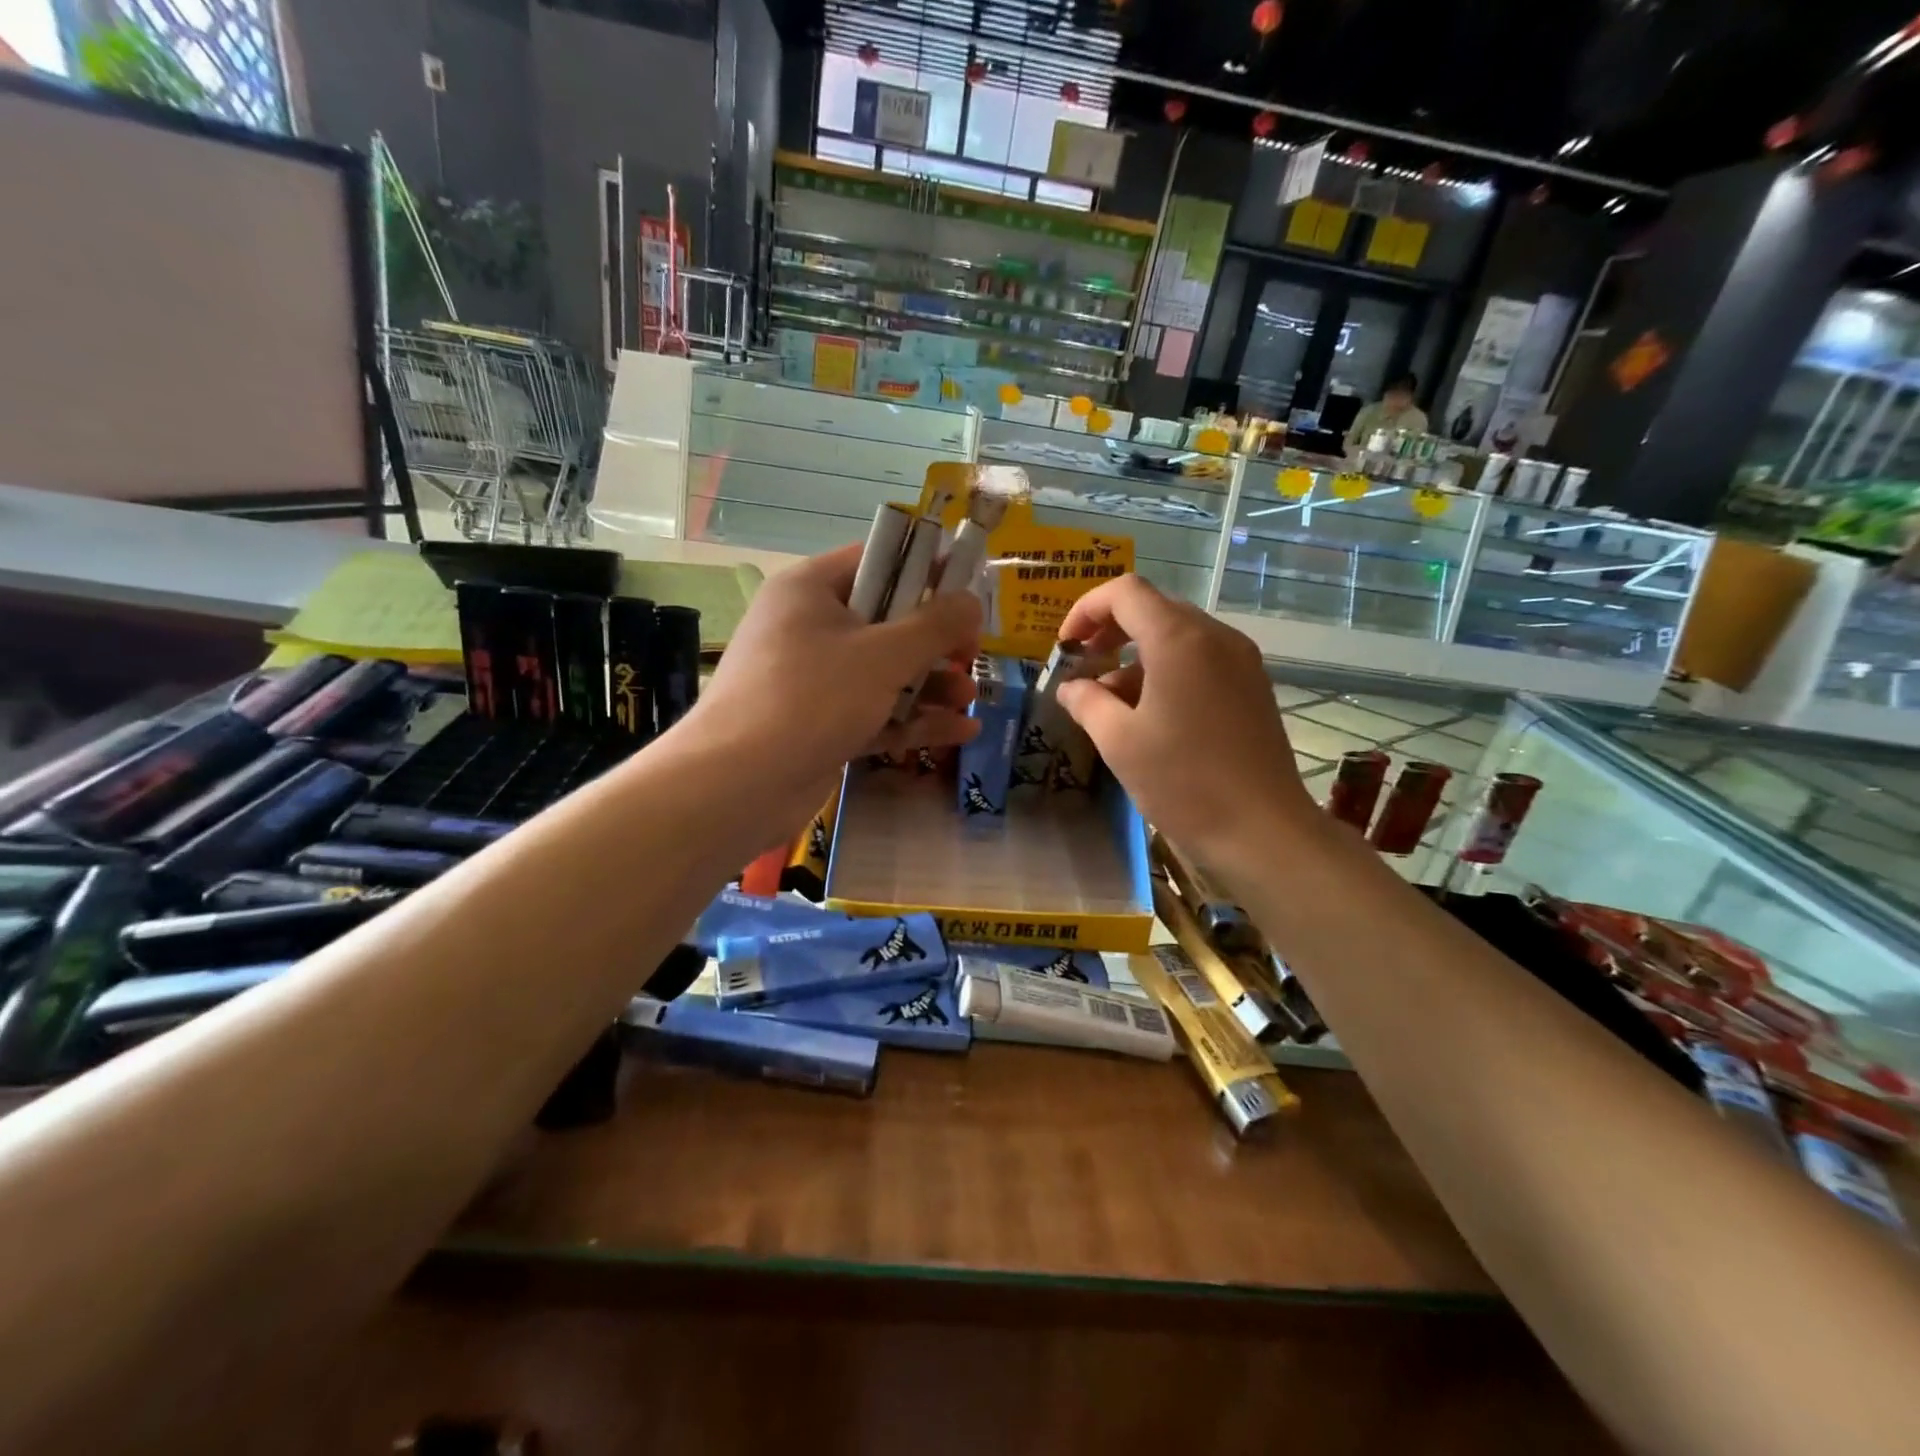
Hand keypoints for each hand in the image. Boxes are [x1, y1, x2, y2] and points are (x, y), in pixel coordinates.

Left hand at [678, 543, 981, 837]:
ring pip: (883, 673)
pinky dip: (912, 721)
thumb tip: (972, 601)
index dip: (926, 570)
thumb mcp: (883, 655)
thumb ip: (935, 625)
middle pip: (885, 622)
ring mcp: (813, 681)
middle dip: (934, 642)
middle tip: (972, 656)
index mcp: (811, 590)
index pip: (877, 561)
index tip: (969, 586)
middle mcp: (809, 628)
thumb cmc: (812, 698)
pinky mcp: (819, 725)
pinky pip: (874, 712)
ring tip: (971, 701)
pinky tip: (959, 733)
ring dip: (929, 686)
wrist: (738, 785)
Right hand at [1053, 575, 1317, 864]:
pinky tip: (1150, 714)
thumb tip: (1072, 687)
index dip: (1086, 609)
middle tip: (1083, 666)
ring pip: (1178, 636)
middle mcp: (1215, 637)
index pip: (1126, 592)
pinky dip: (1167, 671)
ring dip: (1137, 656)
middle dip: (1111, 631)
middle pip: (1154, 609)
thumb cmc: (1183, 782)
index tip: (1066, 647)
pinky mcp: (1252, 687)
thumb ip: (1086, 702)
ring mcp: (1241, 661)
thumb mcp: (1118, 741)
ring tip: (1109, 702)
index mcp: (1179, 640)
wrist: (1262, 830)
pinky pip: (1201, 660)